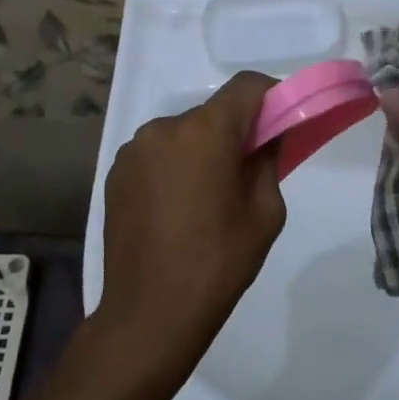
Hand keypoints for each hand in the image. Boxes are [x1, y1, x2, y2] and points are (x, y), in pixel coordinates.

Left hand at [94, 72, 286, 386]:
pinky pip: (157, 155)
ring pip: (183, 134)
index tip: (282, 123)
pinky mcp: (116, 173)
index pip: (246, 86)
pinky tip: (177, 209)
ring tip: (207, 198)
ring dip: (201, 151)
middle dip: (235, 133)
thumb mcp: (265, 213)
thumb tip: (268, 137)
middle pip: (212, 113)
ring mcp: (134, 150)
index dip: (271, 96)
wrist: (149, 313)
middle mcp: (164, 128)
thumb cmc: (218, 263)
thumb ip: (268, 161)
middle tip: (247, 172)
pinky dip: (174, 167)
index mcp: (204, 132)